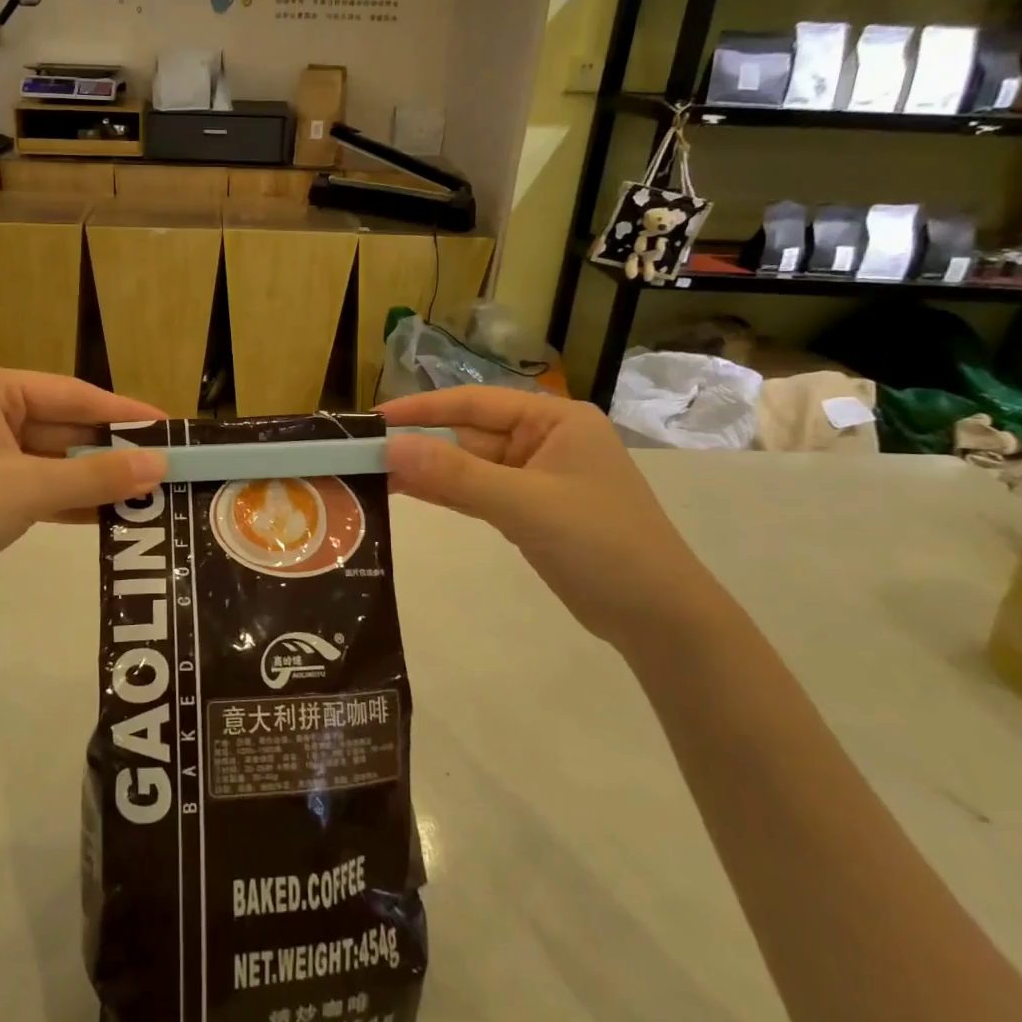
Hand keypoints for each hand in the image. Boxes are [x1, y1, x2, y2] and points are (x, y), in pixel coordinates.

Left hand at [0, 362, 166, 616]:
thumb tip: (162, 467)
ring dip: (94, 480)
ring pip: (51, 460)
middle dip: (110, 453)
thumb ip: (98, 477)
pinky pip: (35, 486)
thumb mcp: (28, 488)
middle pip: (62, 427)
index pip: (71, 394)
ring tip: (149, 493)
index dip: (123, 413)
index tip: (169, 427)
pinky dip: (68, 500)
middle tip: (165, 467)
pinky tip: (111, 514)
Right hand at [380, 387, 728, 647]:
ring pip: (469, 465)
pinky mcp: (528, 510)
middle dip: (419, 443)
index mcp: (555, 420)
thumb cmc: (602, 545)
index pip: (475, 402)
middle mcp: (544, 440)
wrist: (659, 619)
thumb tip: (391, 448)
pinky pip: (477, 492)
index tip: (374, 418)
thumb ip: (457, 476)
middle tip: (362, 453)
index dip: (423, 408)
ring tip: (372, 473)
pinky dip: (445, 493)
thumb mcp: (527, 505)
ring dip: (427, 470)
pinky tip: (405, 492)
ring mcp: (536, 477)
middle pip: (468, 434)